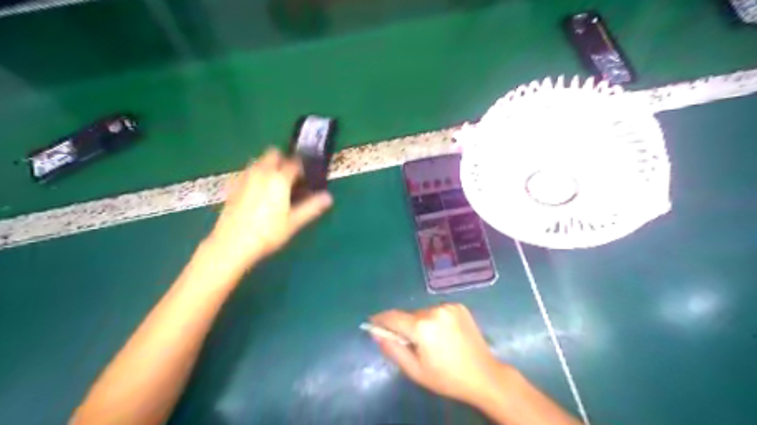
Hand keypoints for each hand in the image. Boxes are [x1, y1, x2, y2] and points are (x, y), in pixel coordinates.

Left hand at [207, 148, 335, 270]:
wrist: (232, 244)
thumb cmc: (268, 233)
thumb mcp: (294, 222)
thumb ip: (312, 207)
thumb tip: (328, 197)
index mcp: (279, 179)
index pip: (294, 162)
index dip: (302, 168)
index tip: (305, 178)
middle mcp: (261, 172)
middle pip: (273, 154)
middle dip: (283, 160)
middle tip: (290, 178)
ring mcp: (244, 177)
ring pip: (258, 161)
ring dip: (267, 166)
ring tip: (273, 184)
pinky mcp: (232, 186)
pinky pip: (246, 172)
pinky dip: (254, 175)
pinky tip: (256, 192)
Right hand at [372, 304, 510, 405]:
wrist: (484, 375)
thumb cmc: (446, 378)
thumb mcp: (415, 370)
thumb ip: (393, 349)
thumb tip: (376, 333)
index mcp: (422, 327)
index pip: (393, 317)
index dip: (380, 319)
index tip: (372, 322)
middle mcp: (434, 310)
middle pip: (409, 316)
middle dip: (405, 327)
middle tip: (410, 344)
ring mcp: (448, 306)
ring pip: (423, 313)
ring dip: (420, 323)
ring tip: (432, 342)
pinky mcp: (459, 306)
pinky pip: (437, 311)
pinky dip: (434, 320)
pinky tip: (444, 334)